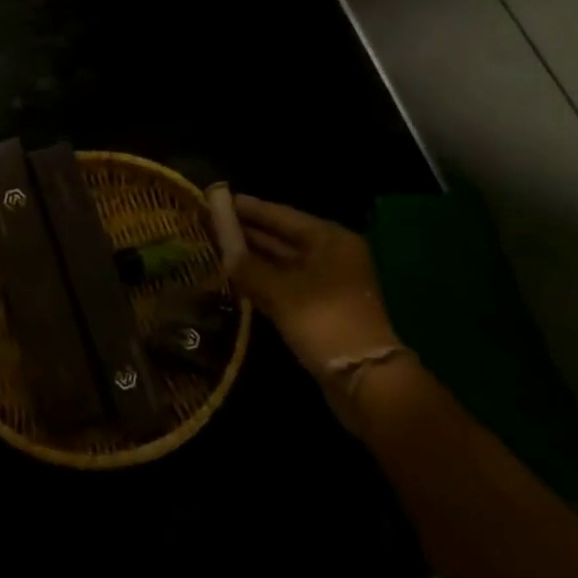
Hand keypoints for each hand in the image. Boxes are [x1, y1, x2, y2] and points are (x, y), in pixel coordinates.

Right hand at [231, 195, 400, 376]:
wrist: (364, 378)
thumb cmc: (325, 321)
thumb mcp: (281, 292)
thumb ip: (250, 269)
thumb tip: (224, 254)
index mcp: (330, 239)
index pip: (282, 215)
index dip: (251, 208)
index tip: (221, 198)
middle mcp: (331, 255)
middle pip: (283, 237)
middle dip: (249, 232)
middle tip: (213, 222)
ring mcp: (327, 283)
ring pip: (283, 263)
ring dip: (254, 258)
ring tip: (217, 247)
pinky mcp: (320, 309)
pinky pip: (285, 285)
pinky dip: (263, 281)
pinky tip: (237, 278)